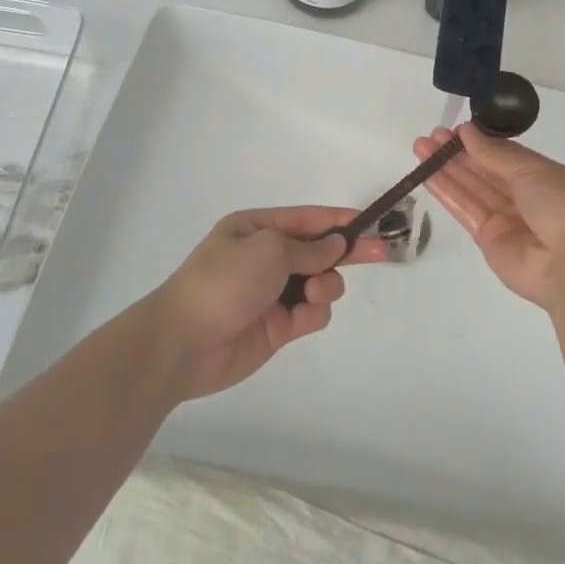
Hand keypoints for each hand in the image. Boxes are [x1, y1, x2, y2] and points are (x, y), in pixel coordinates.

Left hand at [148, 207, 385, 398]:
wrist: (183, 344)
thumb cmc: (223, 281)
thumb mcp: (268, 250)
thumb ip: (309, 248)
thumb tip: (336, 244)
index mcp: (256, 229)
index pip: (306, 219)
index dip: (338, 219)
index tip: (369, 221)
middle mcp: (266, 258)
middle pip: (318, 251)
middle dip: (346, 252)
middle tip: (381, 252)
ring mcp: (273, 293)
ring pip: (321, 283)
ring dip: (326, 285)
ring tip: (313, 293)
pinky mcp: (278, 327)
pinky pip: (312, 313)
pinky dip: (313, 313)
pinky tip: (300, 317)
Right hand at [413, 123, 564, 308]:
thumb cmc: (563, 206)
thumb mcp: (533, 171)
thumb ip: (496, 154)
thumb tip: (468, 131)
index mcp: (542, 176)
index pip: (505, 154)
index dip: (479, 141)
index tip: (454, 129)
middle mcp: (523, 196)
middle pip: (484, 170)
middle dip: (458, 152)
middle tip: (430, 136)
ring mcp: (505, 219)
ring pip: (471, 188)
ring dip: (446, 168)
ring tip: (420, 148)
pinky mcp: (488, 240)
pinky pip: (465, 210)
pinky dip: (447, 192)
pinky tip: (427, 174)